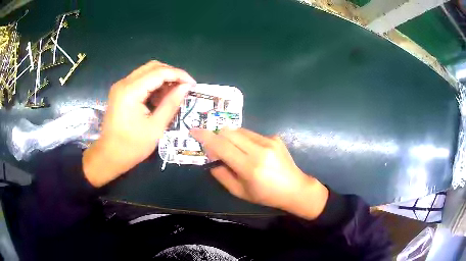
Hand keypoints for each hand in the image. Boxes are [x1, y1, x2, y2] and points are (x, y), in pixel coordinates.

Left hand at [83, 61, 195, 186]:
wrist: (109, 156)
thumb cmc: (132, 146)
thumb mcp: (156, 127)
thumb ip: (171, 103)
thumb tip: (186, 87)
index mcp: (131, 91)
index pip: (159, 72)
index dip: (179, 75)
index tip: (193, 85)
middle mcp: (124, 83)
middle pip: (152, 67)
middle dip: (171, 74)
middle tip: (184, 87)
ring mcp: (120, 86)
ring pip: (146, 72)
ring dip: (162, 78)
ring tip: (174, 93)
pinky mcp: (120, 92)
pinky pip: (140, 80)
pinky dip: (153, 84)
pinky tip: (160, 97)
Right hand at [190, 128, 328, 219]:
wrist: (295, 188)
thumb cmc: (266, 195)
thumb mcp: (240, 192)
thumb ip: (222, 175)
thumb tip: (211, 159)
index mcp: (250, 167)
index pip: (222, 145)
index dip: (205, 137)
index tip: (194, 131)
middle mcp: (259, 150)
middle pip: (229, 132)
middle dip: (217, 136)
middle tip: (215, 148)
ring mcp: (269, 141)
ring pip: (239, 130)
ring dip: (230, 137)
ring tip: (233, 151)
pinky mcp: (274, 138)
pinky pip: (251, 133)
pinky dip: (243, 140)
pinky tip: (250, 152)